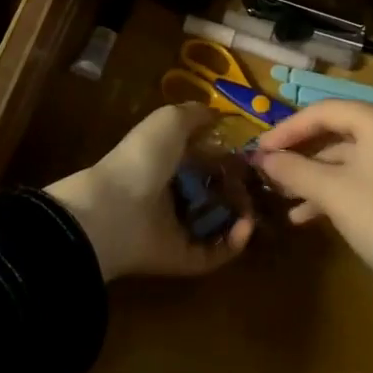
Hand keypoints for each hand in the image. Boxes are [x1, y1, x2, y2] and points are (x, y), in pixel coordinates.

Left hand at [46, 103, 252, 280]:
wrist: (114, 211)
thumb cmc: (143, 158)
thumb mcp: (169, 120)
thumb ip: (195, 114)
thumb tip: (218, 114)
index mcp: (165, 160)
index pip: (202, 157)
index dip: (226, 155)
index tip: (251, 154)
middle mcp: (171, 193)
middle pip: (212, 191)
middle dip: (238, 187)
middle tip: (259, 184)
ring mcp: (175, 228)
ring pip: (217, 223)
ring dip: (241, 216)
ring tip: (255, 208)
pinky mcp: (182, 258)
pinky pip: (214, 253)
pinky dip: (233, 244)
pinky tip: (246, 227)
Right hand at [250, 99, 372, 310]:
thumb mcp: (331, 191)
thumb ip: (294, 170)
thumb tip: (261, 158)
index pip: (323, 111)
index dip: (288, 128)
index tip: (260, 147)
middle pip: (332, 131)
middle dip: (297, 152)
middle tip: (266, 167)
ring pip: (340, 158)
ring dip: (309, 175)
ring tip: (278, 193)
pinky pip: (353, 178)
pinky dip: (328, 191)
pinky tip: (301, 215)